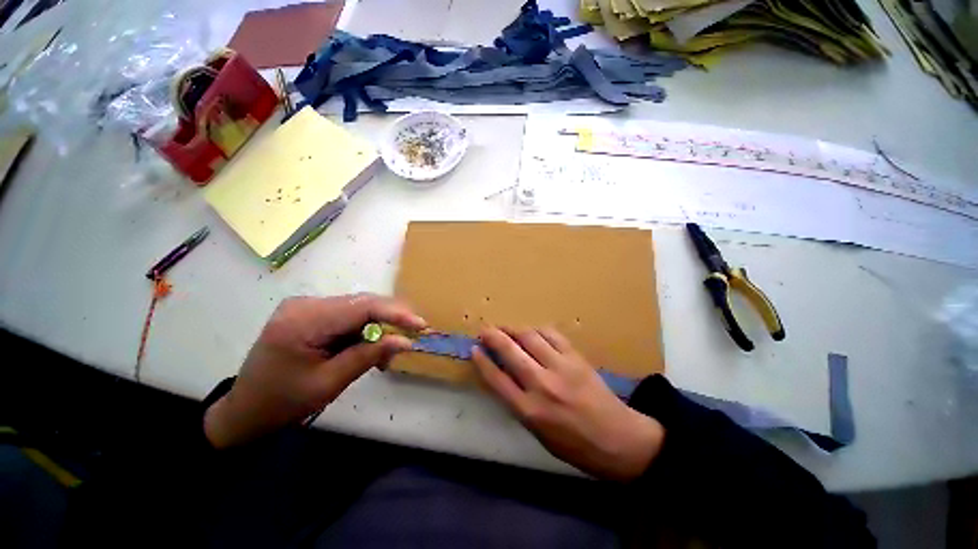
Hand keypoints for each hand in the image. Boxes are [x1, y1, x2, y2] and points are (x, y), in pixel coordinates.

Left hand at [204, 294, 425, 447]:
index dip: (396, 313)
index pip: (362, 306)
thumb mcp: (329, 383)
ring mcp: (307, 306)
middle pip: (362, 303)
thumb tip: (405, 341)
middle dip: (391, 320)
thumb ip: (368, 356)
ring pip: (359, 308)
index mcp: (303, 320)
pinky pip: (348, 315)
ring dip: (378, 327)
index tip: (420, 325)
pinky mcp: (311, 312)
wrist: (246, 409)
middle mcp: (306, 304)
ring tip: (386, 354)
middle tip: (411, 337)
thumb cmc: (283, 402)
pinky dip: (364, 330)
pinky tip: (368, 347)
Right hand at [473, 327, 663, 481]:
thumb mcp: (538, 434)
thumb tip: (503, 376)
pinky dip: (538, 329)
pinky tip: (533, 331)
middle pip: (510, 352)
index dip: (482, 361)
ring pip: (530, 337)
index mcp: (529, 411)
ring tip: (506, 328)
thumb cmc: (573, 444)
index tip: (474, 349)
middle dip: (493, 336)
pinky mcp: (576, 357)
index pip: (497, 379)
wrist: (618, 440)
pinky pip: (552, 334)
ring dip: (514, 329)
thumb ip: (518, 404)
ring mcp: (560, 367)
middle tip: (485, 329)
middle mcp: (542, 385)